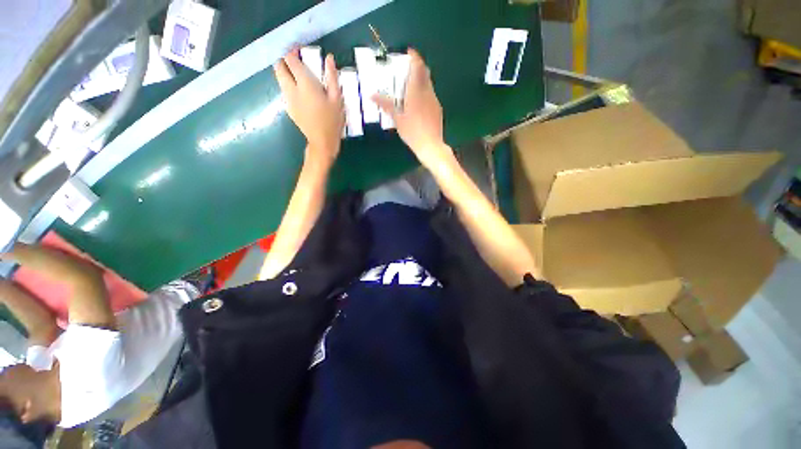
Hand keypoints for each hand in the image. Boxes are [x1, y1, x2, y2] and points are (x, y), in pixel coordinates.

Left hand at [274, 49, 344, 164]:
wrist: (322, 142)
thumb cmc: (332, 121)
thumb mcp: (337, 99)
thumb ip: (332, 77)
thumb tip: (329, 58)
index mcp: (304, 84)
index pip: (290, 59)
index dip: (293, 51)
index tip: (301, 51)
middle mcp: (291, 89)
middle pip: (279, 67)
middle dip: (285, 60)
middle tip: (298, 62)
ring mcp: (288, 99)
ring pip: (279, 79)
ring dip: (286, 73)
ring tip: (300, 77)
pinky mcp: (288, 108)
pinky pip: (284, 91)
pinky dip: (289, 85)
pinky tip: (301, 93)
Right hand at [373, 48, 452, 167]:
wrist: (431, 145)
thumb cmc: (412, 131)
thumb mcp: (397, 119)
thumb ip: (386, 105)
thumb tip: (372, 95)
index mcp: (416, 91)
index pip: (418, 66)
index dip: (415, 56)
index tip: (409, 51)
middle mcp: (428, 92)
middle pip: (425, 73)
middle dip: (417, 68)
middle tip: (407, 70)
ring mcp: (434, 101)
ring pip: (428, 85)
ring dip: (421, 81)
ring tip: (410, 88)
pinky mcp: (438, 110)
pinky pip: (431, 96)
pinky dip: (424, 93)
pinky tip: (418, 104)